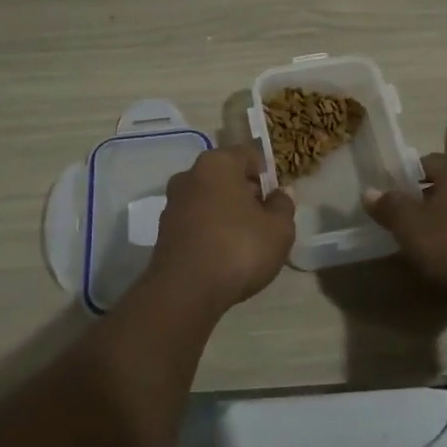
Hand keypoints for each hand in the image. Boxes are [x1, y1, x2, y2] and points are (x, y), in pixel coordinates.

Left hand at [150, 145, 296, 310]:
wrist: (185, 290)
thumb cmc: (238, 248)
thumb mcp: (278, 229)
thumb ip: (283, 206)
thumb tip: (281, 193)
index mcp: (218, 163)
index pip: (248, 155)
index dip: (266, 174)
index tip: (277, 198)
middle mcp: (190, 174)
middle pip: (226, 175)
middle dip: (246, 193)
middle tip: (264, 219)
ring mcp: (173, 202)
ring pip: (209, 198)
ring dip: (226, 211)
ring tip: (245, 240)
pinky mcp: (164, 230)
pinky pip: (195, 220)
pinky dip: (210, 229)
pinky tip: (223, 253)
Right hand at [363, 153, 446, 297]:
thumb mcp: (410, 224)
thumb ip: (389, 206)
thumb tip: (369, 192)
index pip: (423, 162)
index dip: (403, 176)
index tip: (386, 195)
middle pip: (440, 188)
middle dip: (419, 203)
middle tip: (396, 221)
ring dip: (438, 226)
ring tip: (416, 245)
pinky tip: (442, 262)